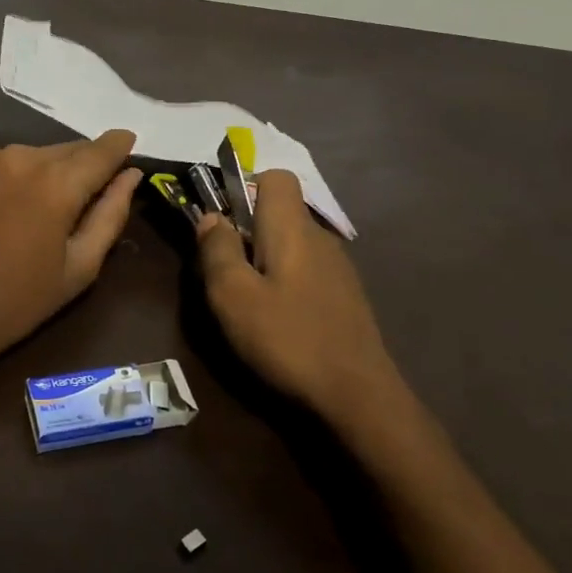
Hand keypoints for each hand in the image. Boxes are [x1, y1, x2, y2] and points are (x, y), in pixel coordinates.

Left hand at [0, 131, 142, 388]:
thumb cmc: (19, 300)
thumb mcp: (80, 266)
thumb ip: (110, 214)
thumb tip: (130, 175)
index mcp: (56, 183)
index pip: (102, 150)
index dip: (120, 146)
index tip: (131, 144)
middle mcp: (22, 157)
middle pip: (70, 150)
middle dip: (86, 165)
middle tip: (92, 193)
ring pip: (38, 154)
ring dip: (52, 171)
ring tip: (48, 207)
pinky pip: (7, 162)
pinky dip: (20, 175)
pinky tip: (14, 206)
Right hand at [196, 170, 405, 418]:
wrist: (359, 396)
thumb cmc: (288, 338)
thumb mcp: (233, 296)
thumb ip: (217, 250)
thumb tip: (212, 217)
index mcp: (292, 228)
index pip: (276, 177)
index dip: (245, 188)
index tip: (224, 224)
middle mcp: (319, 237)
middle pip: (279, 213)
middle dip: (247, 232)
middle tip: (225, 273)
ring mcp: (338, 267)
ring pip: (292, 244)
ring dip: (265, 261)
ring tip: (249, 302)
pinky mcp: (345, 296)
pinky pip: (306, 270)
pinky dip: (286, 283)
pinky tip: (280, 321)